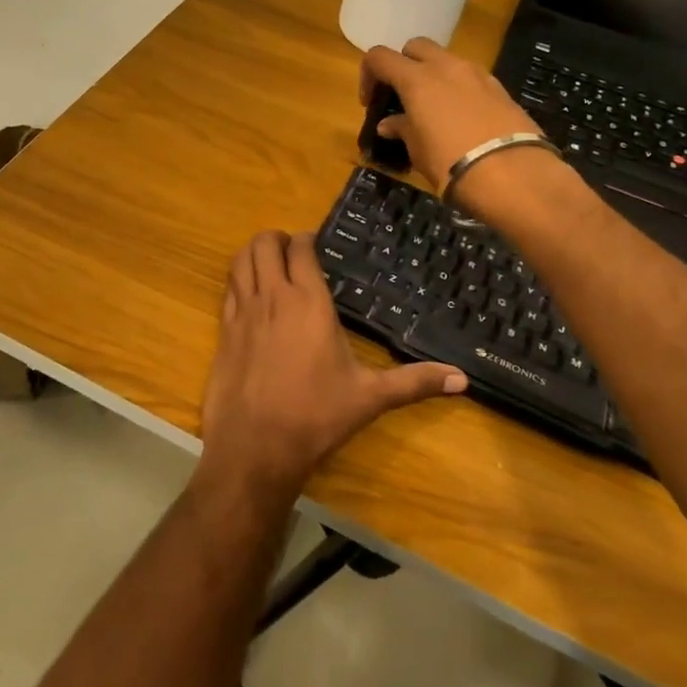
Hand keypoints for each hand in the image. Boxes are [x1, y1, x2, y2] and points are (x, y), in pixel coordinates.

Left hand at [200, 231, 465, 500]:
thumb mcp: (370, 397)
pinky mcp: (223, 330)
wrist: (255, 446)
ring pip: (240, 259)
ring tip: (269, 264)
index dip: (306, 239)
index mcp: (309, 302)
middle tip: (292, 252)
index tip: (316, 244)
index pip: (301, 249)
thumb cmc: (316, 416)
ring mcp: (243, 311)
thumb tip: (462, 379)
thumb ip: (414, 382)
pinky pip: (228, 288)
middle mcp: (273, 296)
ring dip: (253, 253)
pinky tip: (250, 296)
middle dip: (277, 239)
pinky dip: (238, 280)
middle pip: (264, 243)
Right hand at [359, 38, 542, 189]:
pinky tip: (462, 119)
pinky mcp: (501, 89)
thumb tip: (390, 124)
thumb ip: (402, 129)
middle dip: (404, 65)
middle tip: (402, 96)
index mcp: (417, 79)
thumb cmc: (452, 164)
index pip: (380, 57)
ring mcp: (478, 74)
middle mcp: (446, 67)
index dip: (368, 75)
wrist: (514, 176)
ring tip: (434, 110)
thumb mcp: (418, 151)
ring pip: (447, 61)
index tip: (371, 103)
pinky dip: (459, 89)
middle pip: (416, 47)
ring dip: (434, 76)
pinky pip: (470, 78)